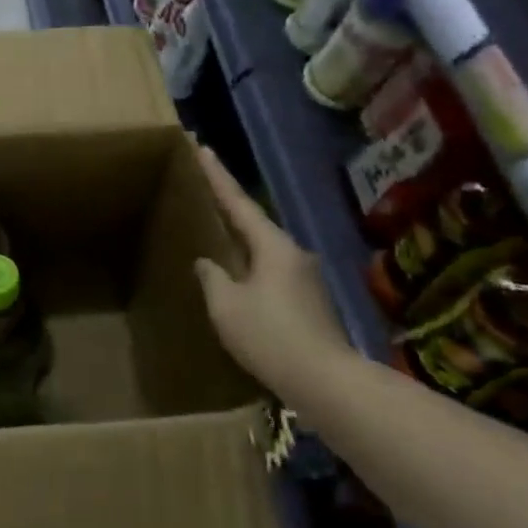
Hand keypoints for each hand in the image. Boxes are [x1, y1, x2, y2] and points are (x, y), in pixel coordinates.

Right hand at [193, 146, 352, 393]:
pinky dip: (249, 264)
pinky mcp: (308, 300)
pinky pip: (270, 270)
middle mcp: (293, 253)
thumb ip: (212, 277)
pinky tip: (235, 276)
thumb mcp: (226, 306)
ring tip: (214, 232)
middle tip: (203, 188)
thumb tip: (207, 262)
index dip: (216, 176)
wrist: (325, 380)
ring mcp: (304, 276)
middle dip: (227, 206)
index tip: (202, 147)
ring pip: (262, 249)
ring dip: (238, 239)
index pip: (237, 202)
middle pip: (253, 222)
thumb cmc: (270, 336)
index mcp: (272, 246)